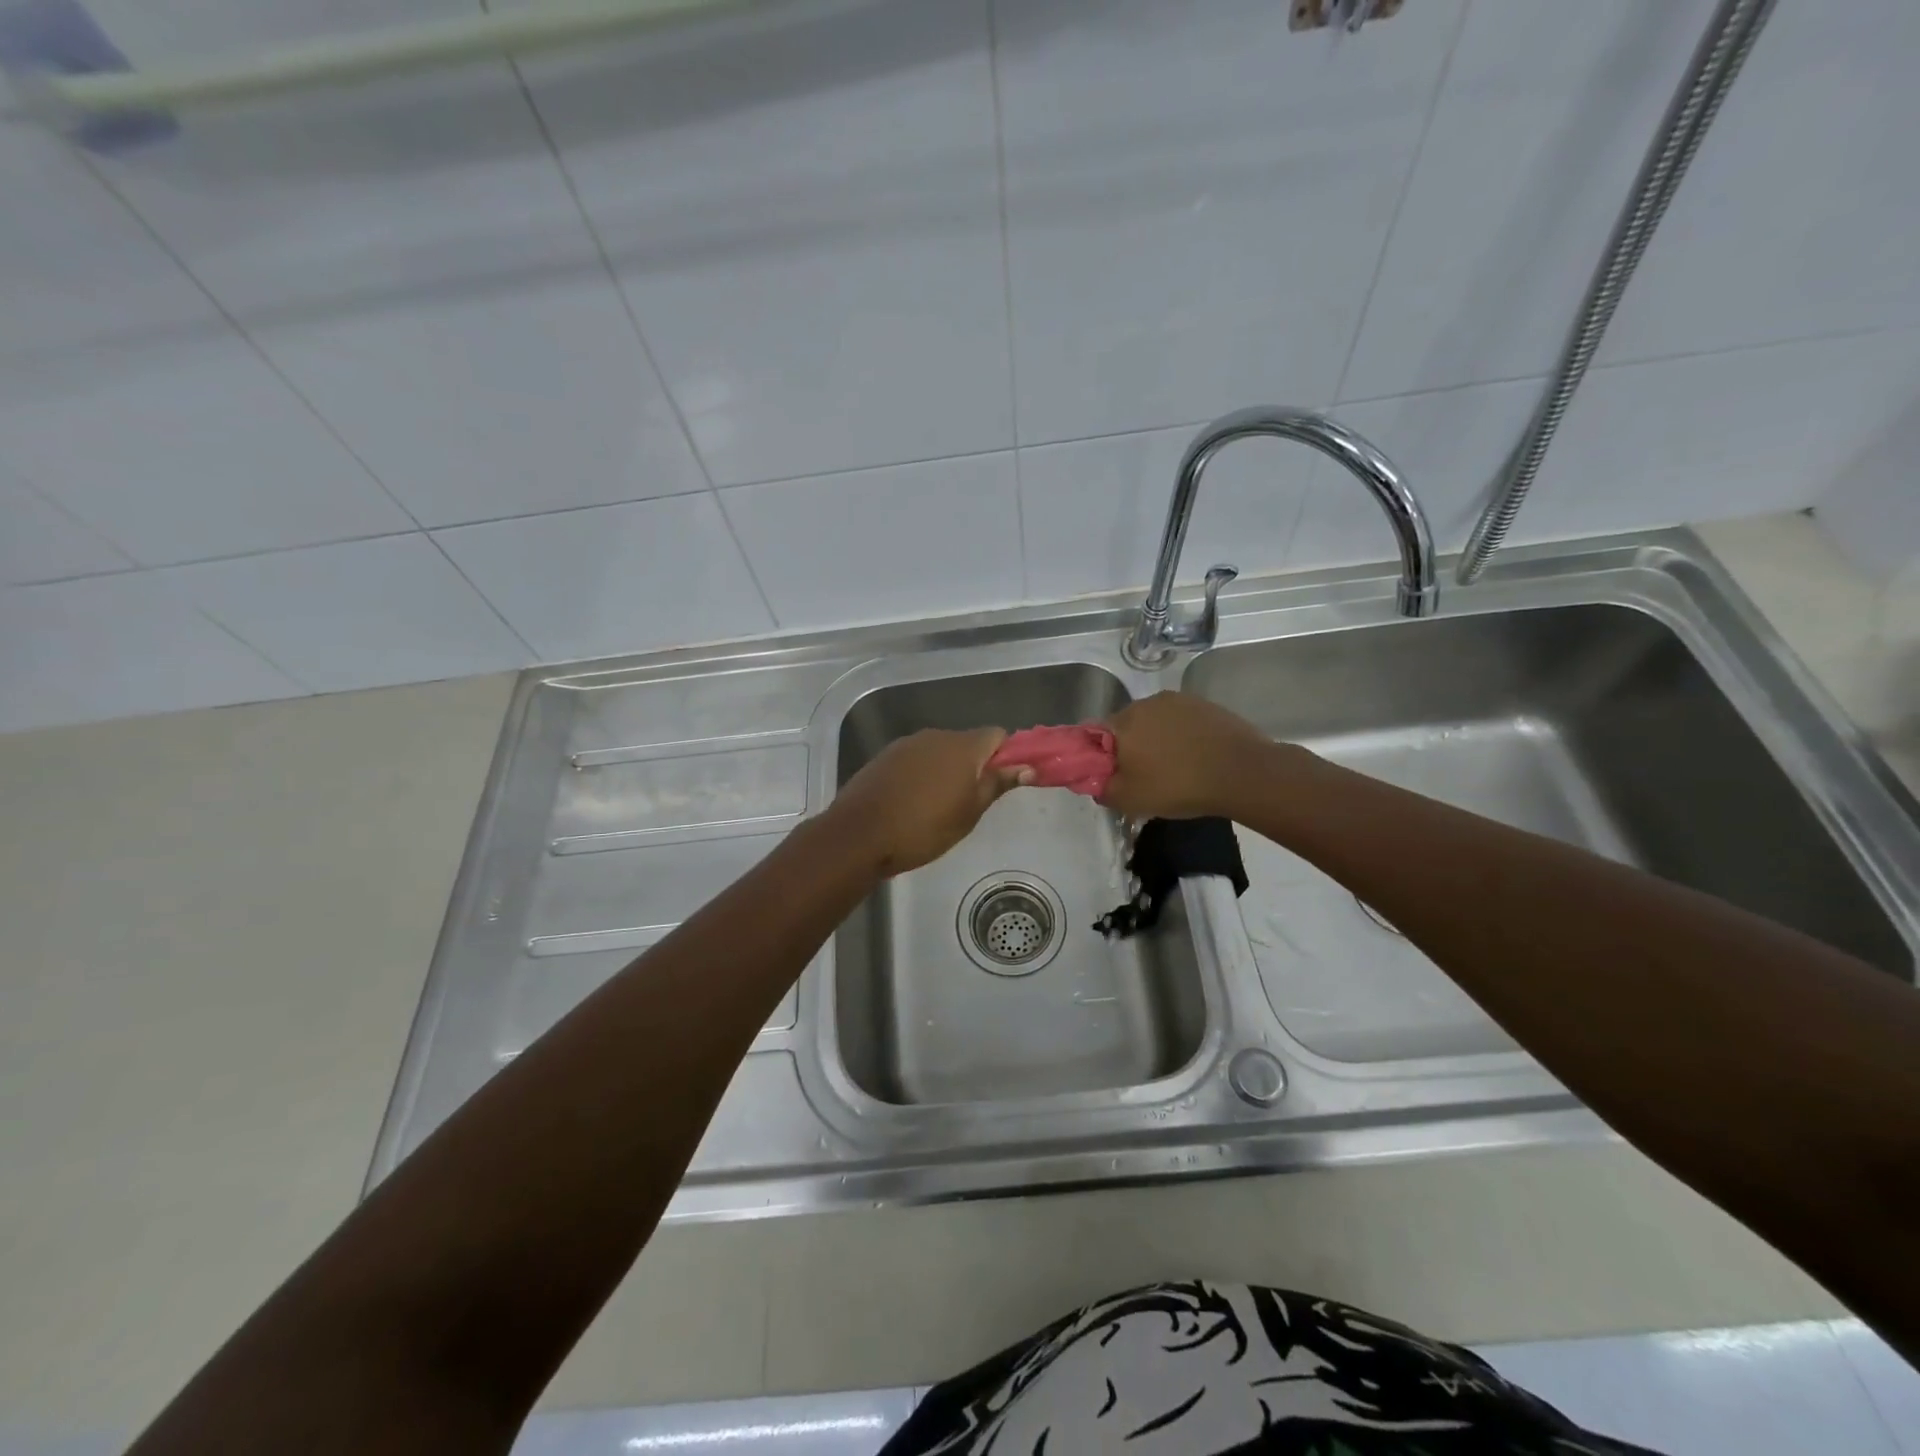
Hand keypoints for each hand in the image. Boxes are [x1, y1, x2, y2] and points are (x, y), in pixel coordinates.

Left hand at [826, 727, 1031, 877]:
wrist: (859, 835)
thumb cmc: (923, 828)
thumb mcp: (969, 813)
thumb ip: (997, 784)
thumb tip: (1027, 766)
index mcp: (963, 746)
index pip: (997, 736)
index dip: (1005, 756)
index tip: (1003, 782)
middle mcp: (936, 736)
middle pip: (967, 742)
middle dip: (974, 765)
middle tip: (971, 802)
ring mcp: (906, 744)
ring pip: (939, 751)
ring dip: (946, 770)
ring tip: (939, 806)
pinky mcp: (884, 757)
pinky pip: (915, 759)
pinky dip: (921, 774)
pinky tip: (912, 802)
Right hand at [1100, 691, 1273, 819]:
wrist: (1242, 772)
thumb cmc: (1178, 786)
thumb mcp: (1131, 800)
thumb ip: (1103, 789)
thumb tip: (1097, 781)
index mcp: (1121, 724)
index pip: (1092, 734)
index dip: (1097, 754)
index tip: (1110, 772)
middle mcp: (1144, 703)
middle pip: (1125, 725)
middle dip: (1129, 745)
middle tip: (1143, 773)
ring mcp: (1176, 700)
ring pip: (1153, 720)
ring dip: (1156, 738)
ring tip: (1173, 765)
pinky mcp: (1203, 703)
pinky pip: (1179, 719)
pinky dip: (1180, 734)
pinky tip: (1194, 754)